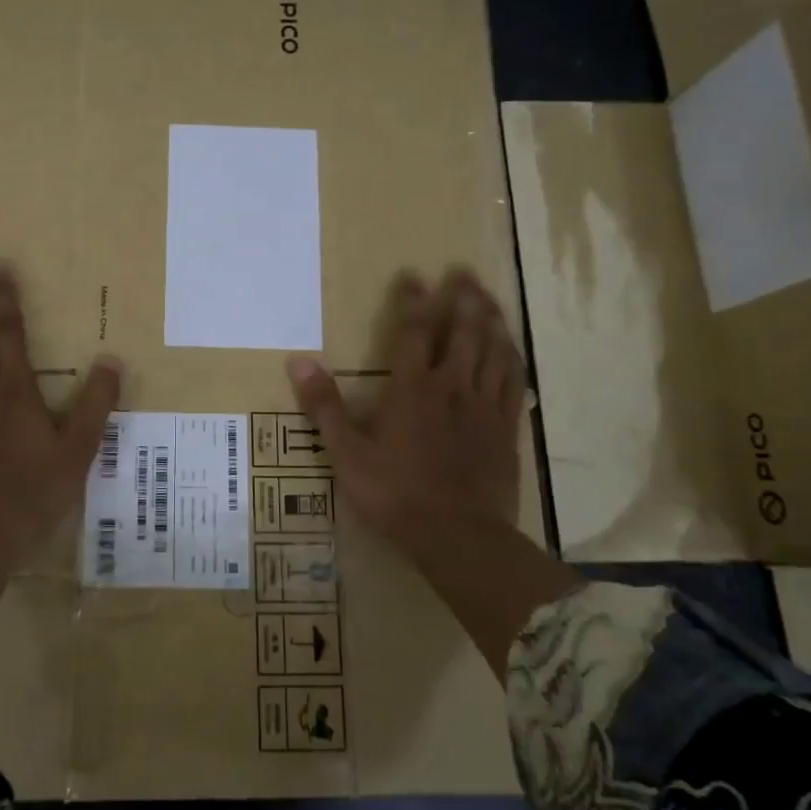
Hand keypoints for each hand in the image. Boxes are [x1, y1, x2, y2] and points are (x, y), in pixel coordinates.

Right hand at [286, 269, 525, 568]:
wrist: (460, 537)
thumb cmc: (396, 495)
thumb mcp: (347, 455)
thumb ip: (324, 407)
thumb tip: (298, 362)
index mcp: (412, 390)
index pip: (413, 332)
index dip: (413, 301)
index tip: (414, 276)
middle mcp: (452, 387)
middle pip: (462, 332)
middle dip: (461, 299)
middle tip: (463, 271)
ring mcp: (484, 406)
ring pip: (493, 350)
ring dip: (491, 320)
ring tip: (488, 298)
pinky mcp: (507, 428)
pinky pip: (513, 382)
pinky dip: (511, 359)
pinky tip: (510, 350)